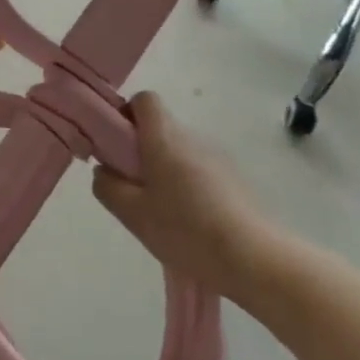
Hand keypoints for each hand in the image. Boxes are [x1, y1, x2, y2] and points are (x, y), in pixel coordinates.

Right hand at [91, 92, 282, 306]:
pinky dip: (190, 186)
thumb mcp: (133, 214)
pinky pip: (202, 171)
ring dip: (167, 170)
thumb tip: (104, 170)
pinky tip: (192, 224)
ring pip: (181, 151)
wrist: (256, 259)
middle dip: (143, 150)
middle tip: (135, 188)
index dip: (127, 115)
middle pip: (161, 128)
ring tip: (164, 213)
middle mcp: (192, 137)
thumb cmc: (186, 230)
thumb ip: (108, 187)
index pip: (144, 100)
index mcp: (164, 137)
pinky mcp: (236, 179)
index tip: (117, 145)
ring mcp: (218, 157)